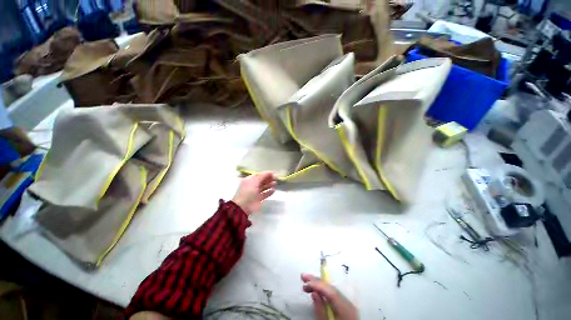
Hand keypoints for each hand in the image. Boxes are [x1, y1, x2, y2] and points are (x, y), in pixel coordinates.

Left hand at [232, 172, 277, 214]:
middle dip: (269, 179)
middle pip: (262, 181)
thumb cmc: (248, 191)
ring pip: (264, 187)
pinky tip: (274, 190)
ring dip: (270, 185)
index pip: (259, 175)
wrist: (243, 206)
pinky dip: (269, 192)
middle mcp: (253, 185)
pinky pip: (265, 194)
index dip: (266, 174)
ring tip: (275, 183)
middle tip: (276, 178)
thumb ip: (263, 176)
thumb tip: (270, 172)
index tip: (274, 174)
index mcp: (250, 180)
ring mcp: (256, 192)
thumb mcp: (254, 181)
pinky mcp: (259, 199)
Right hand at [301, 273, 357, 319]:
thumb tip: (314, 294)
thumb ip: (321, 310)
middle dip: (316, 281)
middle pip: (331, 288)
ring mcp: (348, 304)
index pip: (330, 291)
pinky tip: (316, 291)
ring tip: (306, 283)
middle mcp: (348, 303)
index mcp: (346, 308)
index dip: (317, 284)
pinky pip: (333, 295)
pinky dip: (323, 291)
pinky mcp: (346, 307)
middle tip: (303, 276)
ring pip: (332, 290)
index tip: (305, 281)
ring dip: (318, 285)